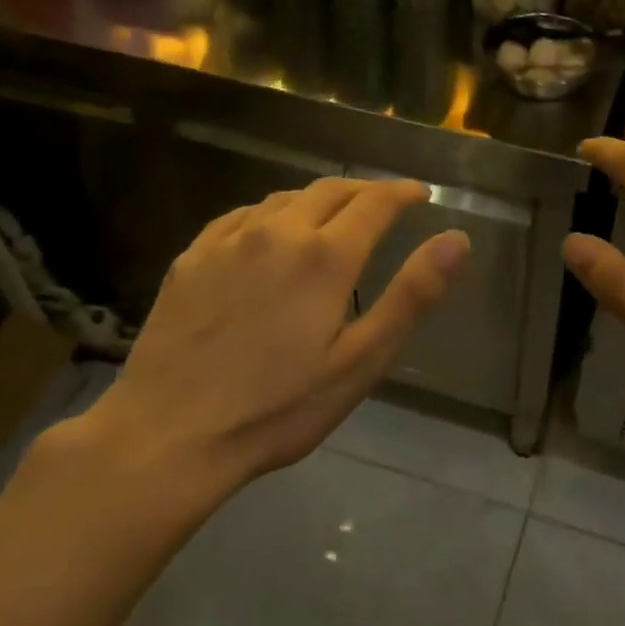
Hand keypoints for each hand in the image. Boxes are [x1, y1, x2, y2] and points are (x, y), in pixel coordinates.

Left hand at [67, 177, 468, 517]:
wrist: (167, 436)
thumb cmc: (277, 408)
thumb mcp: (361, 361)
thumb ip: (412, 294)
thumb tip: (457, 239)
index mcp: (325, 256)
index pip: (375, 201)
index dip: (402, 192)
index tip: (420, 193)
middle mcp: (278, 231)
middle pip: (330, 189)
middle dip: (365, 190)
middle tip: (384, 203)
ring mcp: (229, 241)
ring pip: (285, 197)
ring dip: (319, 199)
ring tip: (333, 215)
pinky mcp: (192, 257)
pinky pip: (242, 215)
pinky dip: (271, 213)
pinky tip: (270, 231)